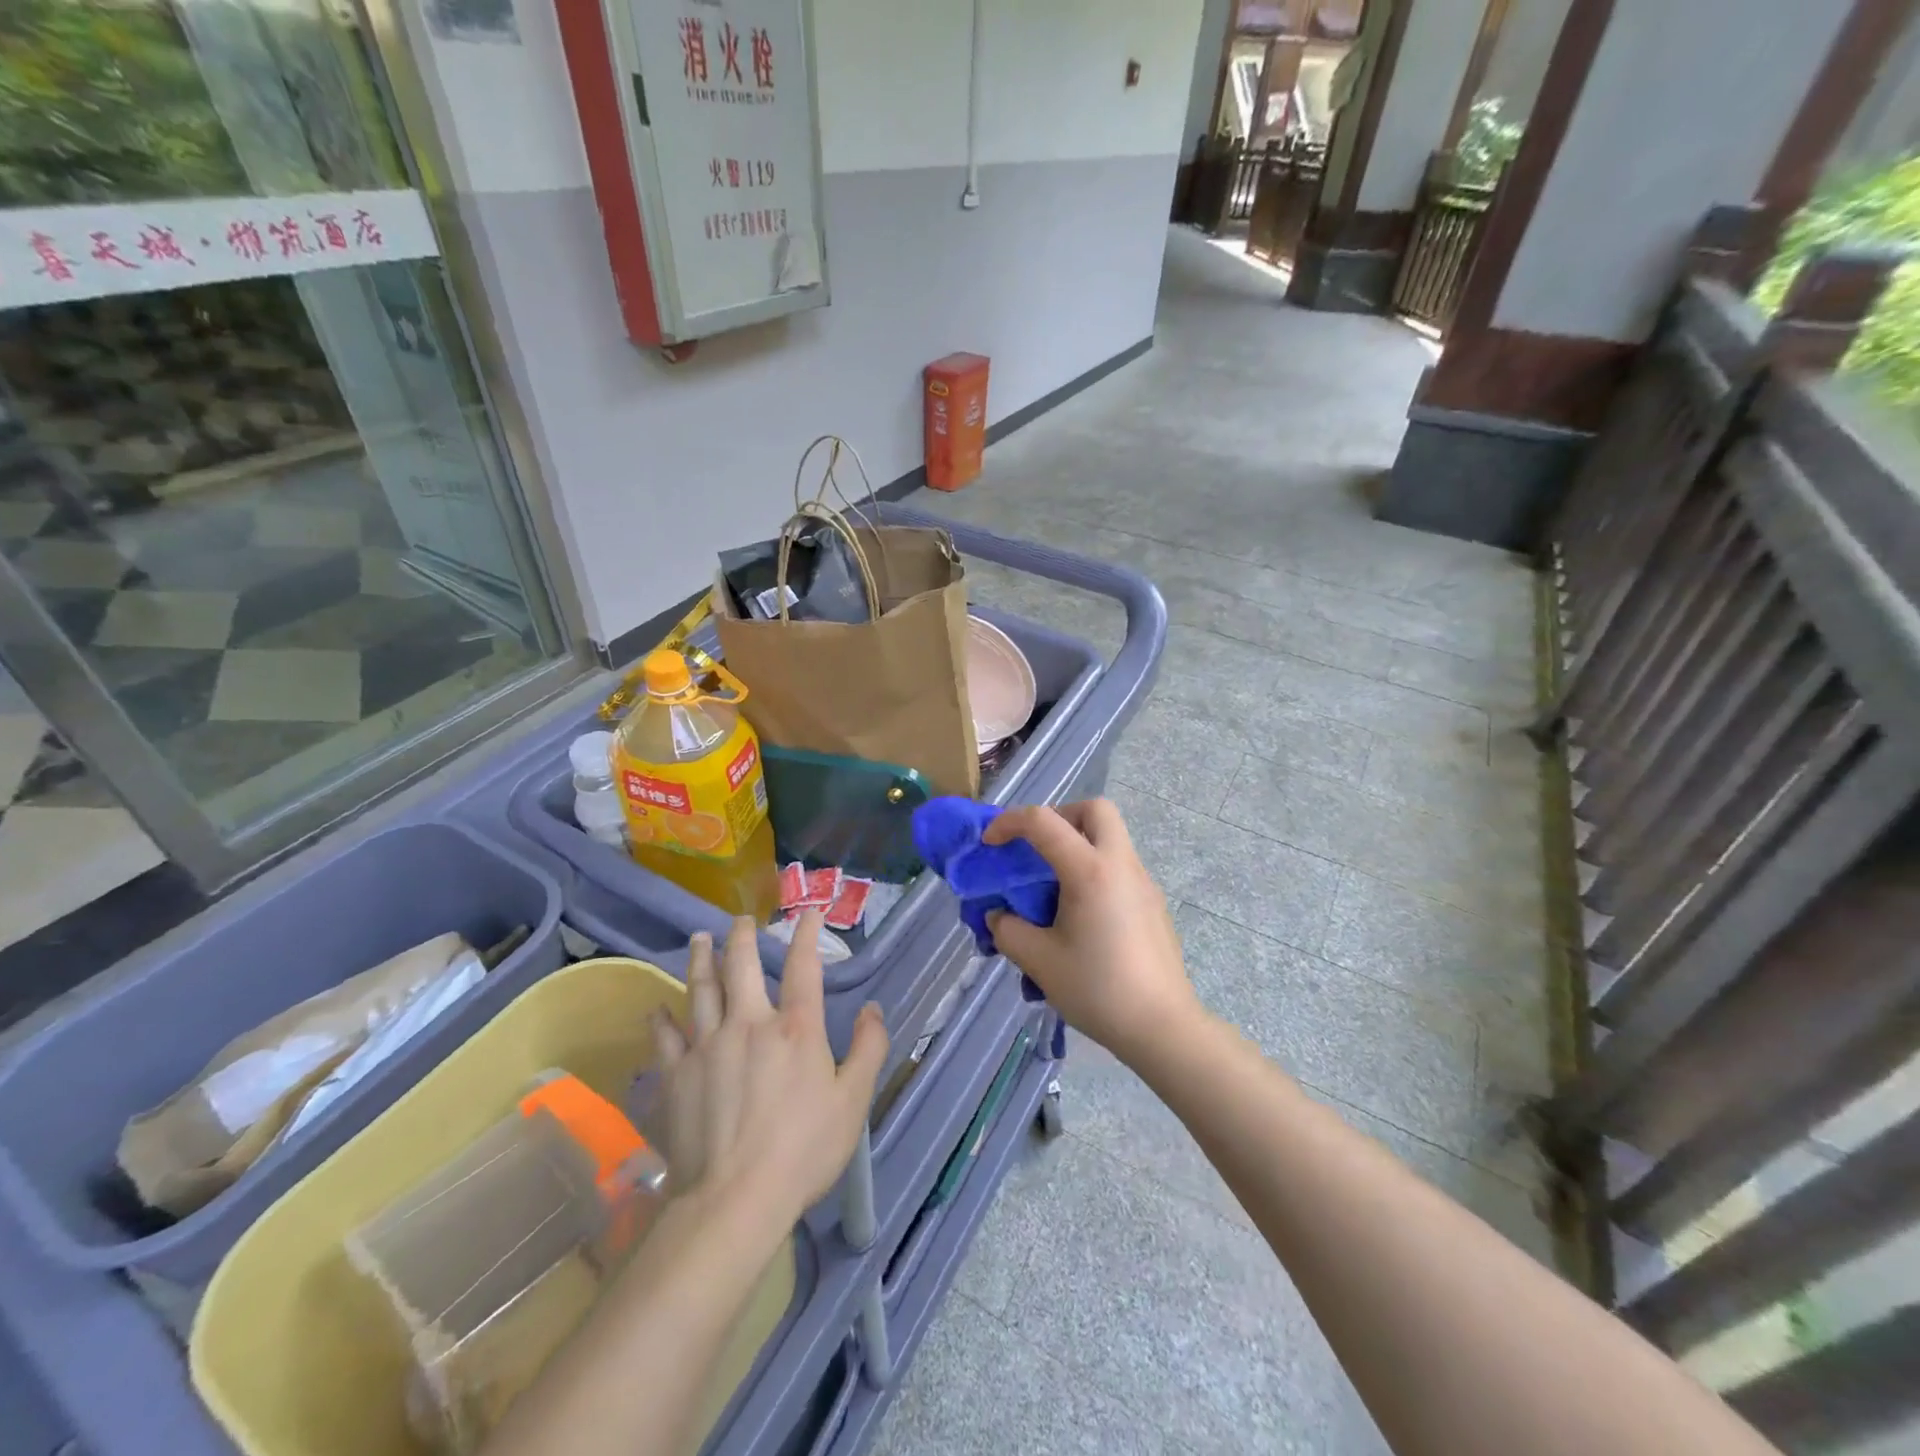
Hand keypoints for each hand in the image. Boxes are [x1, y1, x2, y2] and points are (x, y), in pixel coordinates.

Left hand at [651, 912, 887, 1225]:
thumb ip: (868, 1048)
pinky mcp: (676, 1075)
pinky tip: (656, 1007)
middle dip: (743, 937)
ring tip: (700, 939)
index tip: (808, 912)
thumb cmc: (803, 1150)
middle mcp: (749, 1023)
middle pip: (742, 966)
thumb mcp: (853, 1101)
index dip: (806, 934)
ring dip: (701, 960)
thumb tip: (872, 1008)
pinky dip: (661, 1018)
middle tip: (740, 920)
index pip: (803, 966)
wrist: (733, 1200)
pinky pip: (665, 1036)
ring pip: (701, 989)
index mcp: (795, 1028)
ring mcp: (707, 1046)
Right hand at [983, 800, 1199, 1064]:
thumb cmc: (1097, 989)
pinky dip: (1095, 873)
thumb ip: (1008, 930)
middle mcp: (1121, 865)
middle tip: (1037, 849)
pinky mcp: (1153, 905)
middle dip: (1060, 816)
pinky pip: (1120, 868)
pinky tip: (1082, 919)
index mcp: (1090, 870)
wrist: (1162, 1027)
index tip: (989, 843)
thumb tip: (999, 916)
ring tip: (1053, 890)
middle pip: (1095, 810)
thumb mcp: (1039, 961)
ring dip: (1079, 845)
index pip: (1044, 821)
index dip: (1009, 822)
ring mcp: (1144, 883)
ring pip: (1111, 838)